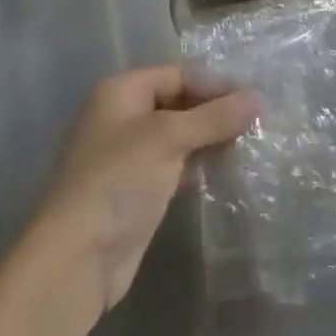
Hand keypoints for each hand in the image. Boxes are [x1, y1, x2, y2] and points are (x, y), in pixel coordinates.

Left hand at [29, 66, 257, 318]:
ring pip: (179, 136)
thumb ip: (215, 116)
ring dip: (210, 139)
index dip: (215, 85)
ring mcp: (129, 156)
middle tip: (257, 123)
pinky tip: (226, 170)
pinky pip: (176, 166)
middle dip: (215, 112)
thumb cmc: (118, 181)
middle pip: (179, 103)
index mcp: (121, 92)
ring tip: (250, 144)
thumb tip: (259, 97)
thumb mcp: (169, 139)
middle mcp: (122, 117)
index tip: (254, 101)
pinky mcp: (138, 191)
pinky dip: (199, 165)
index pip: (179, 75)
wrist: (76, 260)